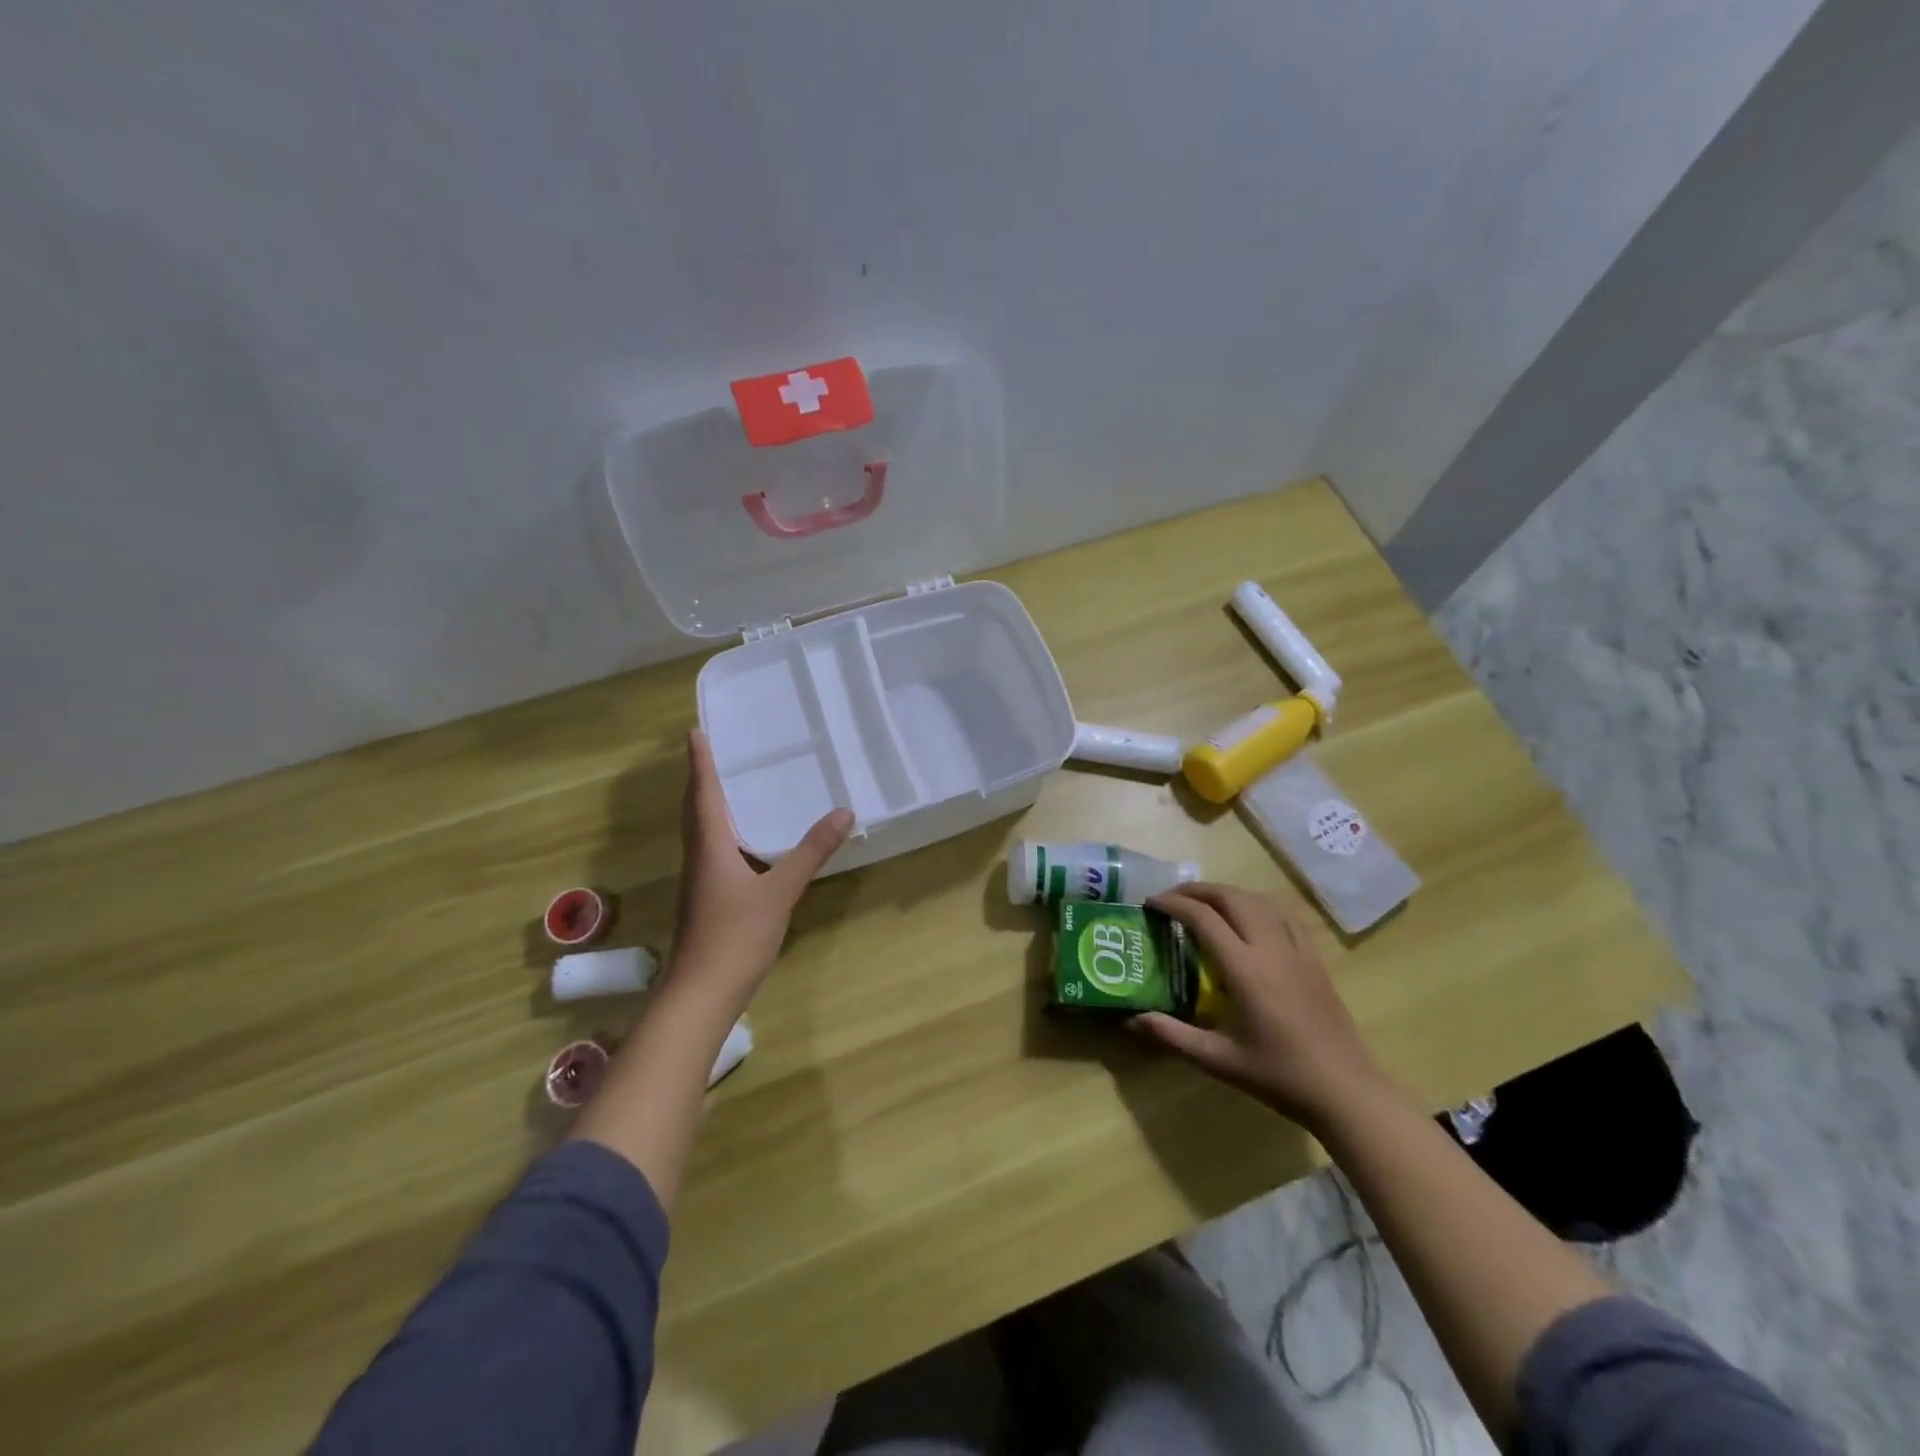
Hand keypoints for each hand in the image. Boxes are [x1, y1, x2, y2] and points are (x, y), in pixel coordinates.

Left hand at [663, 729, 853, 1016]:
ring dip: (709, 805)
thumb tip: (844, 813)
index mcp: (710, 846)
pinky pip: (712, 851)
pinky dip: (722, 832)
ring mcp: (700, 880)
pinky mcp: (707, 899)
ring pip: (701, 831)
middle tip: (714, 751)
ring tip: (730, 785)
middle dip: (702, 779)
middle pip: (695, 809)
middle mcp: (699, 857)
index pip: (703, 793)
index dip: (700, 763)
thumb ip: (811, 852)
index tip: (695, 732)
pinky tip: (745, 840)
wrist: (702, 993)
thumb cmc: (736, 936)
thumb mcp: (781, 890)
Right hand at [1133, 883, 1385, 1131]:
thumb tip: (1130, 1020)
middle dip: (1197, 890)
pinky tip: (1248, 917)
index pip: (1203, 918)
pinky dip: (1257, 905)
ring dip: (1226, 893)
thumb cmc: (1278, 1076)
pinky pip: (1283, 915)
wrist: (1345, 1091)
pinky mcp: (1314, 958)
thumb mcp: (1218, 1059)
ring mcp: (1297, 950)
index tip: (1151, 903)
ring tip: (1204, 903)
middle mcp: (1270, 948)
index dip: (1173, 904)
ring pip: (1258, 900)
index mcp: (1245, 969)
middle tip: (1172, 898)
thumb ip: (1171, 1035)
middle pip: (1231, 897)